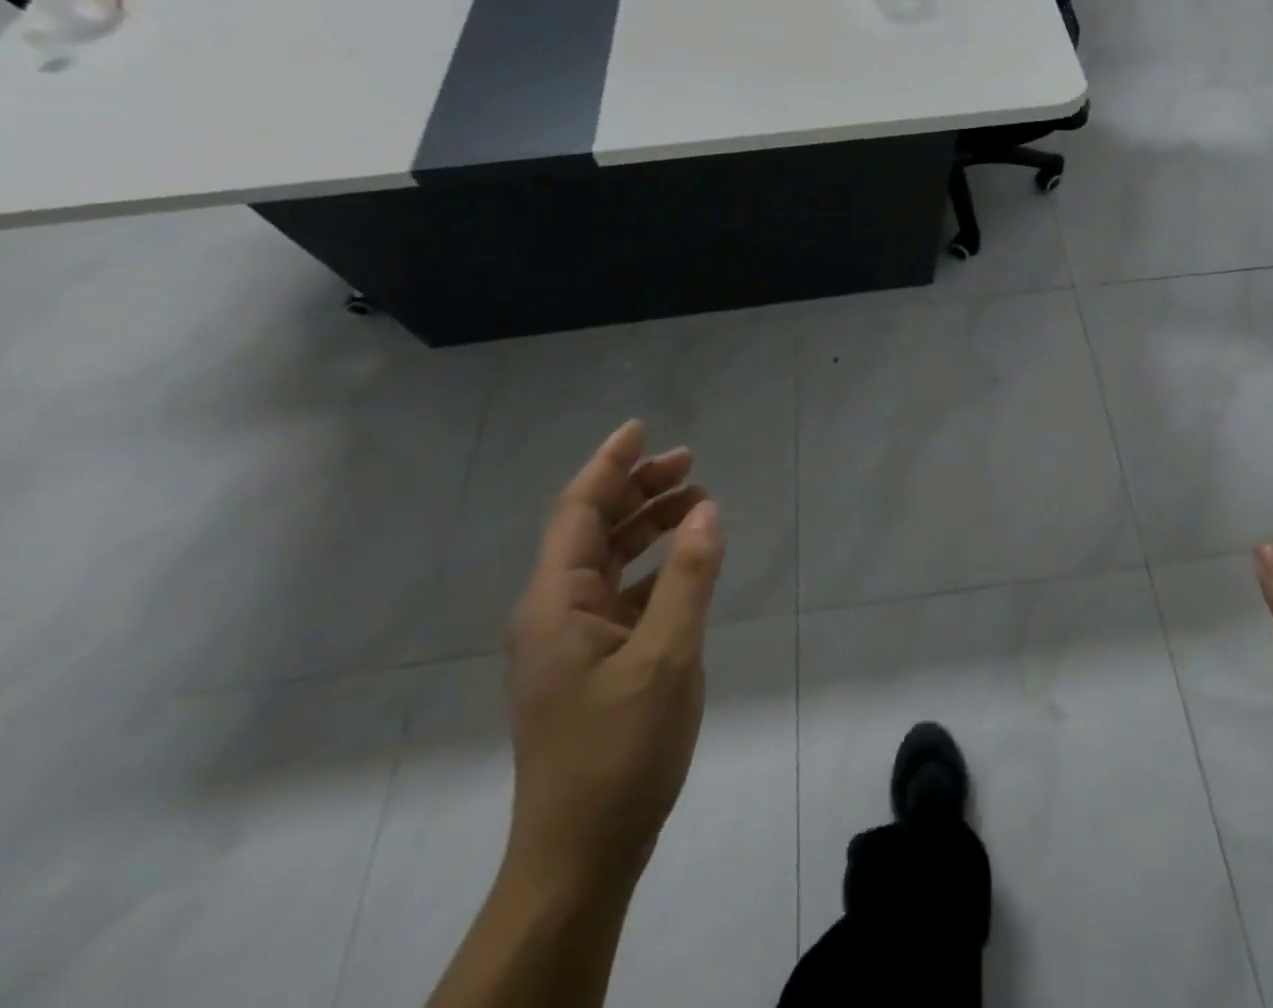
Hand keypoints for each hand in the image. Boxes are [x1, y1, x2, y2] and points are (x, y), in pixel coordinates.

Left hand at [505, 420, 724, 890]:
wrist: (581, 856)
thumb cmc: (618, 751)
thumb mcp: (666, 657)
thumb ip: (689, 578)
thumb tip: (707, 510)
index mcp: (556, 602)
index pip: (579, 509)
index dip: (611, 464)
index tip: (643, 428)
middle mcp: (555, 611)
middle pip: (594, 529)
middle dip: (638, 490)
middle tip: (690, 464)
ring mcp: (571, 641)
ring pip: (609, 561)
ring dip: (648, 526)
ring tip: (696, 502)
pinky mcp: (592, 664)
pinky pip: (622, 595)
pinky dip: (654, 569)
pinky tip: (688, 565)